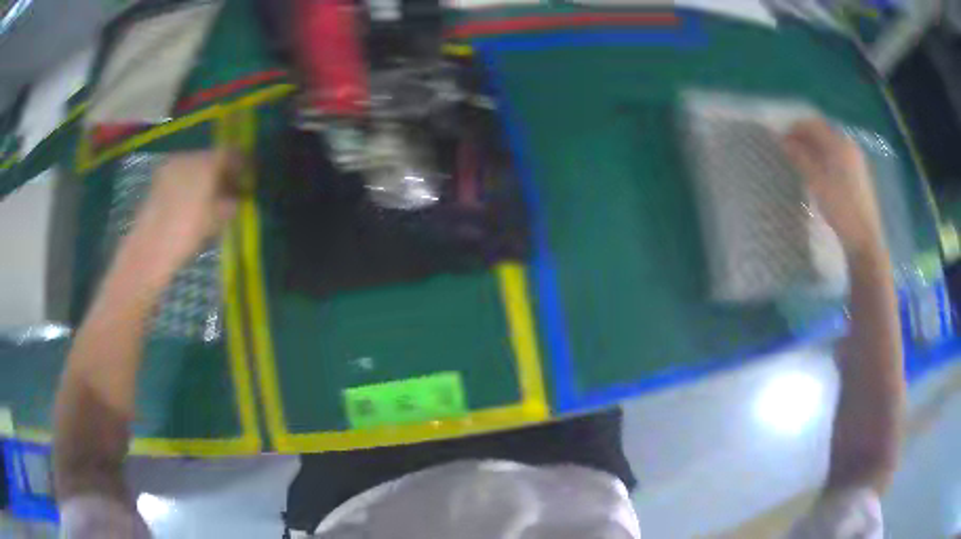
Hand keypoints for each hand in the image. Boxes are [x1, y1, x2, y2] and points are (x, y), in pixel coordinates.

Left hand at [123, 151, 242, 280]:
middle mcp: (188, 157)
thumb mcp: (216, 221)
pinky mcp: (158, 180)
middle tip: (231, 189)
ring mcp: (171, 167)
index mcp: (205, 162)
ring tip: (211, 198)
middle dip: (222, 172)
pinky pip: (181, 176)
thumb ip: (231, 204)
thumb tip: (238, 198)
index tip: (249, 178)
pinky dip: (190, 185)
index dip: (242, 164)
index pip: (231, 154)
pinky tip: (192, 203)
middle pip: (211, 158)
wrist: (149, 250)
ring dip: (205, 179)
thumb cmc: (186, 234)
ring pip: (195, 167)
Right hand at [781, 119, 885, 257]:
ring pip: (831, 143)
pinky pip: (838, 154)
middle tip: (790, 149)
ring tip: (802, 160)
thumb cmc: (840, 208)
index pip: (813, 124)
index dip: (794, 128)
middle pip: (823, 131)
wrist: (864, 238)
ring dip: (815, 146)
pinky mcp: (859, 172)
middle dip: (805, 136)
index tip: (781, 139)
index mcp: (839, 143)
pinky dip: (825, 155)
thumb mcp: (816, 182)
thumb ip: (799, 158)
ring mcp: (856, 159)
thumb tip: (782, 141)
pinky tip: (820, 170)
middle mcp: (848, 144)